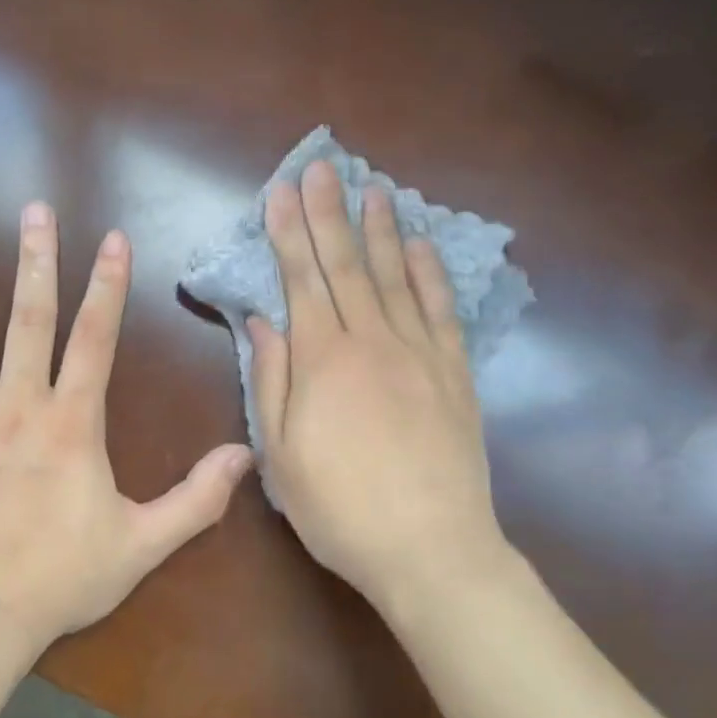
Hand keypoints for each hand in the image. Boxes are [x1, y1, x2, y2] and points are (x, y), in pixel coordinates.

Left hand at [0, 202, 253, 654]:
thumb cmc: (58, 579)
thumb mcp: (142, 545)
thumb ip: (196, 498)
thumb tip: (244, 455)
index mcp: (71, 422)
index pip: (95, 338)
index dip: (107, 286)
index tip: (112, 238)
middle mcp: (17, 403)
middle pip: (30, 317)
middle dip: (37, 259)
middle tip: (35, 210)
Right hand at [251, 162, 505, 610]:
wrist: (431, 549)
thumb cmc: (341, 508)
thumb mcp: (282, 454)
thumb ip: (270, 381)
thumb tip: (262, 321)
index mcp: (324, 360)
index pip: (302, 280)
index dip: (289, 233)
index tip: (281, 193)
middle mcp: (372, 341)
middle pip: (346, 265)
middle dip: (329, 213)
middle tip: (321, 168)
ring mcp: (419, 353)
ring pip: (395, 277)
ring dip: (380, 230)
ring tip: (372, 189)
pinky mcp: (454, 373)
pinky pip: (441, 311)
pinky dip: (430, 274)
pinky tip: (420, 246)